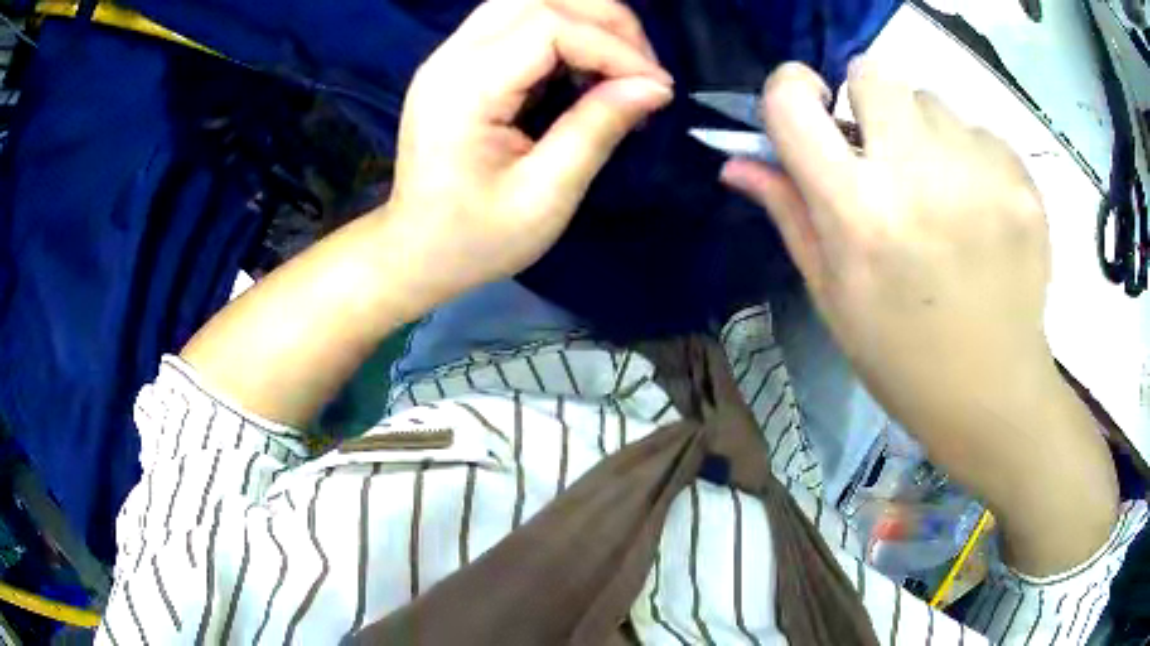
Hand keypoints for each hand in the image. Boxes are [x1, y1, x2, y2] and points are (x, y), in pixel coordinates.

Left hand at [381, 0, 672, 311]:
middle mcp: (451, 57)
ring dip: (585, 22)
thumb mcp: (545, 196)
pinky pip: (518, 24)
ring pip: (528, 2)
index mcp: (463, 89)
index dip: (613, 47)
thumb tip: (653, 86)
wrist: (415, 252)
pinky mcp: (460, 64)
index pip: (548, 27)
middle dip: (605, 21)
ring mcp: (451, 56)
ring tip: (621, 67)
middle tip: (642, 69)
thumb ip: (597, 130)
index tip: (656, 88)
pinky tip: (585, 70)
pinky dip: (564, 35)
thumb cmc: (474, 239)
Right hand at [723, 59, 1053, 442]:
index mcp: (859, 215)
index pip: (793, 103)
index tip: (810, 101)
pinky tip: (982, 211)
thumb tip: (737, 161)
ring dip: (927, 135)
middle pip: (874, 72)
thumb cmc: (902, 358)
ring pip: (934, 102)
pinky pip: (981, 133)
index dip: (790, 87)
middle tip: (888, 155)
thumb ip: (790, 214)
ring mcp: (980, 175)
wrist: (993, 395)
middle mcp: (918, 178)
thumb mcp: (833, 297)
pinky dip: (972, 159)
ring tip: (944, 196)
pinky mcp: (1022, 183)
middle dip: (870, 102)